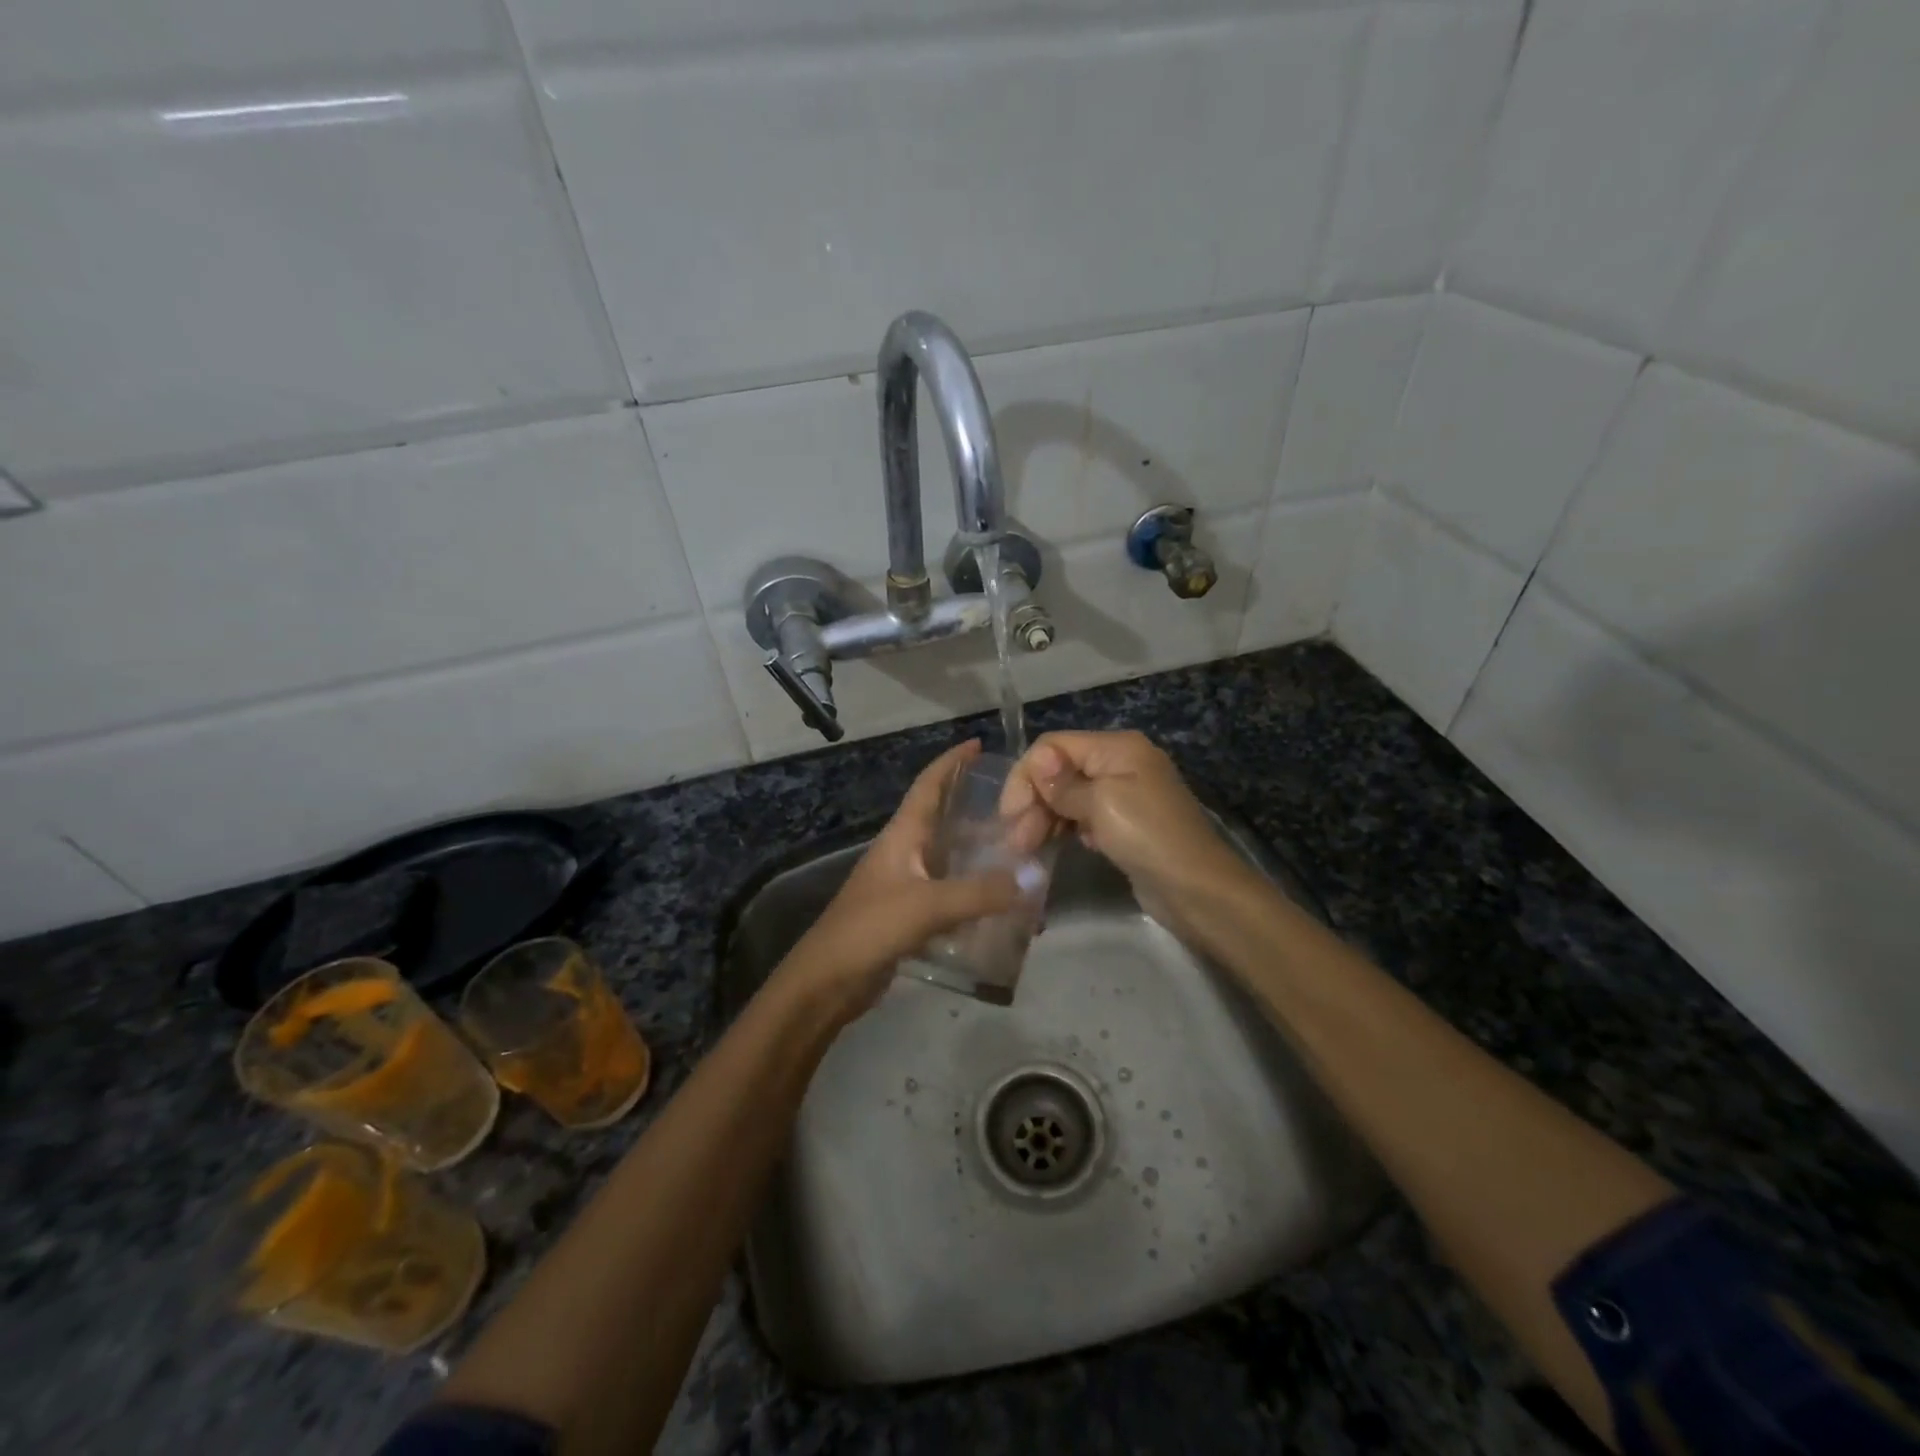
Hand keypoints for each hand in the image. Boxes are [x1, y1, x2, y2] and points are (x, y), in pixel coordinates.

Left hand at [777, 740, 1020, 1020]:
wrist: (828, 981)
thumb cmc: (870, 928)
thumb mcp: (927, 905)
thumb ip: (979, 892)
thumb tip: (1031, 879)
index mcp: (901, 836)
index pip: (928, 786)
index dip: (951, 762)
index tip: (978, 744)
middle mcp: (904, 853)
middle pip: (943, 819)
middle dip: (976, 808)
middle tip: (1019, 806)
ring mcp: (906, 885)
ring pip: (950, 859)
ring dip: (980, 854)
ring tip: (1021, 853)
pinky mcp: (910, 916)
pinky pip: (950, 895)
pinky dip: (975, 894)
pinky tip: (1001, 904)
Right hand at [999, 731, 1245, 924]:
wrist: (1197, 889)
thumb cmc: (1147, 837)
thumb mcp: (1102, 804)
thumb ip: (1064, 783)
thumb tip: (1038, 760)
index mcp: (1117, 747)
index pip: (1054, 746)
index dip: (1027, 775)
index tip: (1010, 815)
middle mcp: (1120, 763)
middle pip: (1060, 770)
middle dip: (1034, 800)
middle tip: (1017, 840)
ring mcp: (1124, 795)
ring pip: (1068, 796)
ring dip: (1044, 818)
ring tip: (1027, 849)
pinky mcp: (1124, 824)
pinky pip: (1083, 817)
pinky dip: (1066, 828)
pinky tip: (1057, 846)